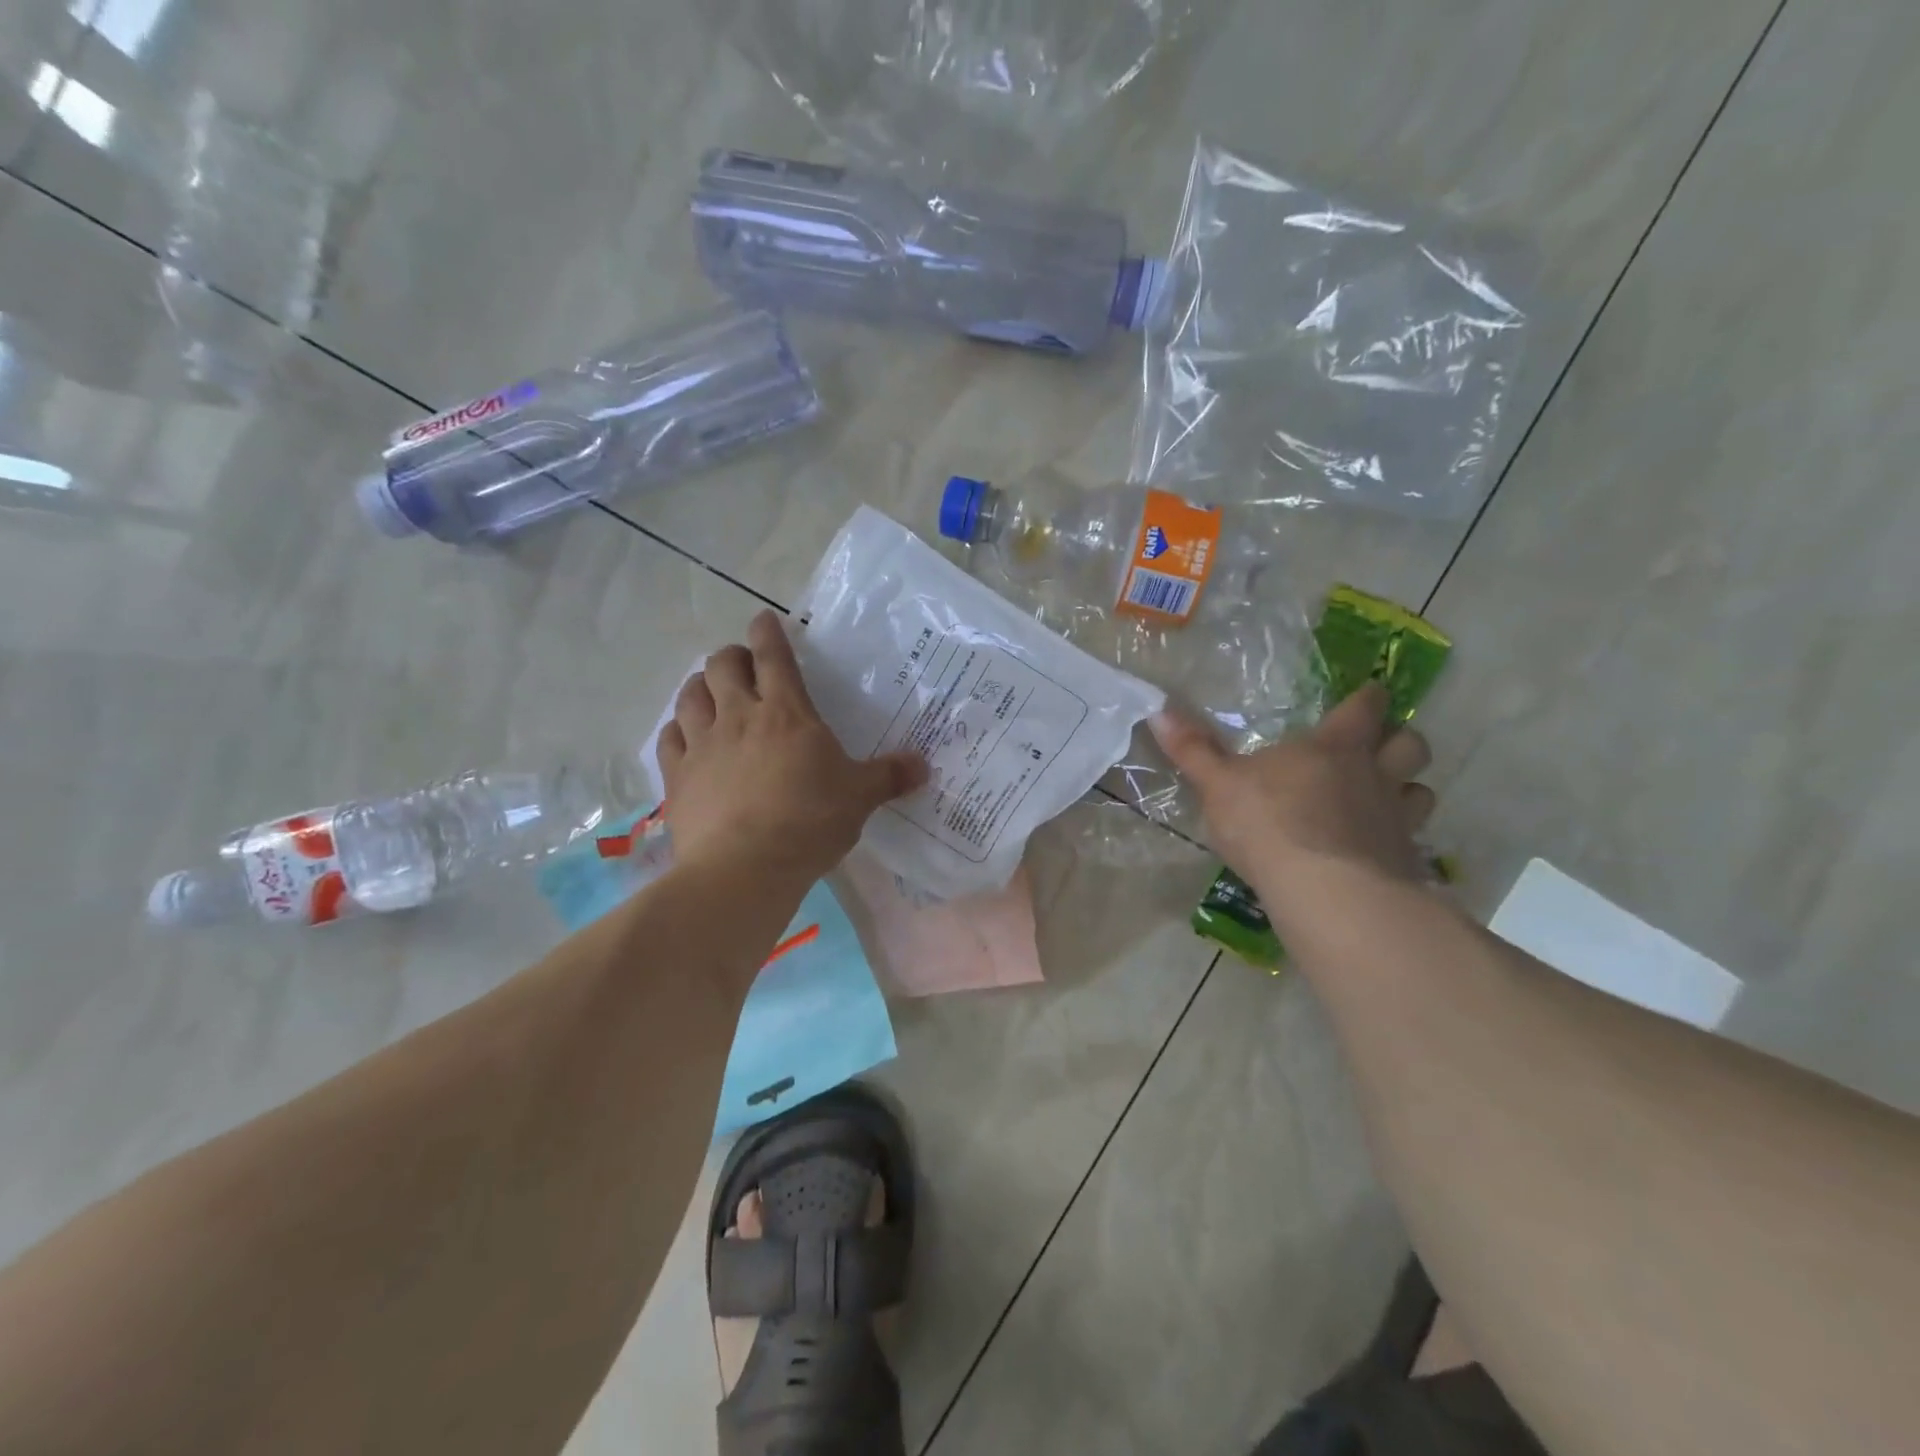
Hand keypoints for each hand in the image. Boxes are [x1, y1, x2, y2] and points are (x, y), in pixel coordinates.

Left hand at [658, 611, 928, 887]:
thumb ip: (889, 776)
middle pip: (722, 665)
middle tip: (743, 666)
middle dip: (731, 657)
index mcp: (786, 713)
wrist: (745, 868)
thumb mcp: (860, 798)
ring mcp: (702, 745)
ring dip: (700, 686)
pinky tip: (684, 735)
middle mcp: (738, 717)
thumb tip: (924, 765)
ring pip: (690, 695)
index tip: (764, 620)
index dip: (767, 632)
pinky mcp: (678, 777)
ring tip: (710, 692)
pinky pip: (668, 738)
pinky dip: (677, 729)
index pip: (773, 656)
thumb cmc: (809, 822)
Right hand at [1151, 684, 1435, 910]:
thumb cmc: (1268, 823)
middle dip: (1401, 740)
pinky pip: (1415, 841)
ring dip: (1409, 789)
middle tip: (1384, 746)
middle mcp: (1374, 775)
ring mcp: (1395, 819)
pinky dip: (1403, 839)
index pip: (1363, 709)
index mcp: (1333, 748)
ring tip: (1389, 798)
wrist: (1324, 890)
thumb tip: (1158, 710)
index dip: (1367, 698)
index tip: (1370, 693)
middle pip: (1410, 745)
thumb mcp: (1218, 785)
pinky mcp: (1404, 860)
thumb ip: (1193, 750)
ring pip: (1421, 791)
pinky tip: (1382, 851)